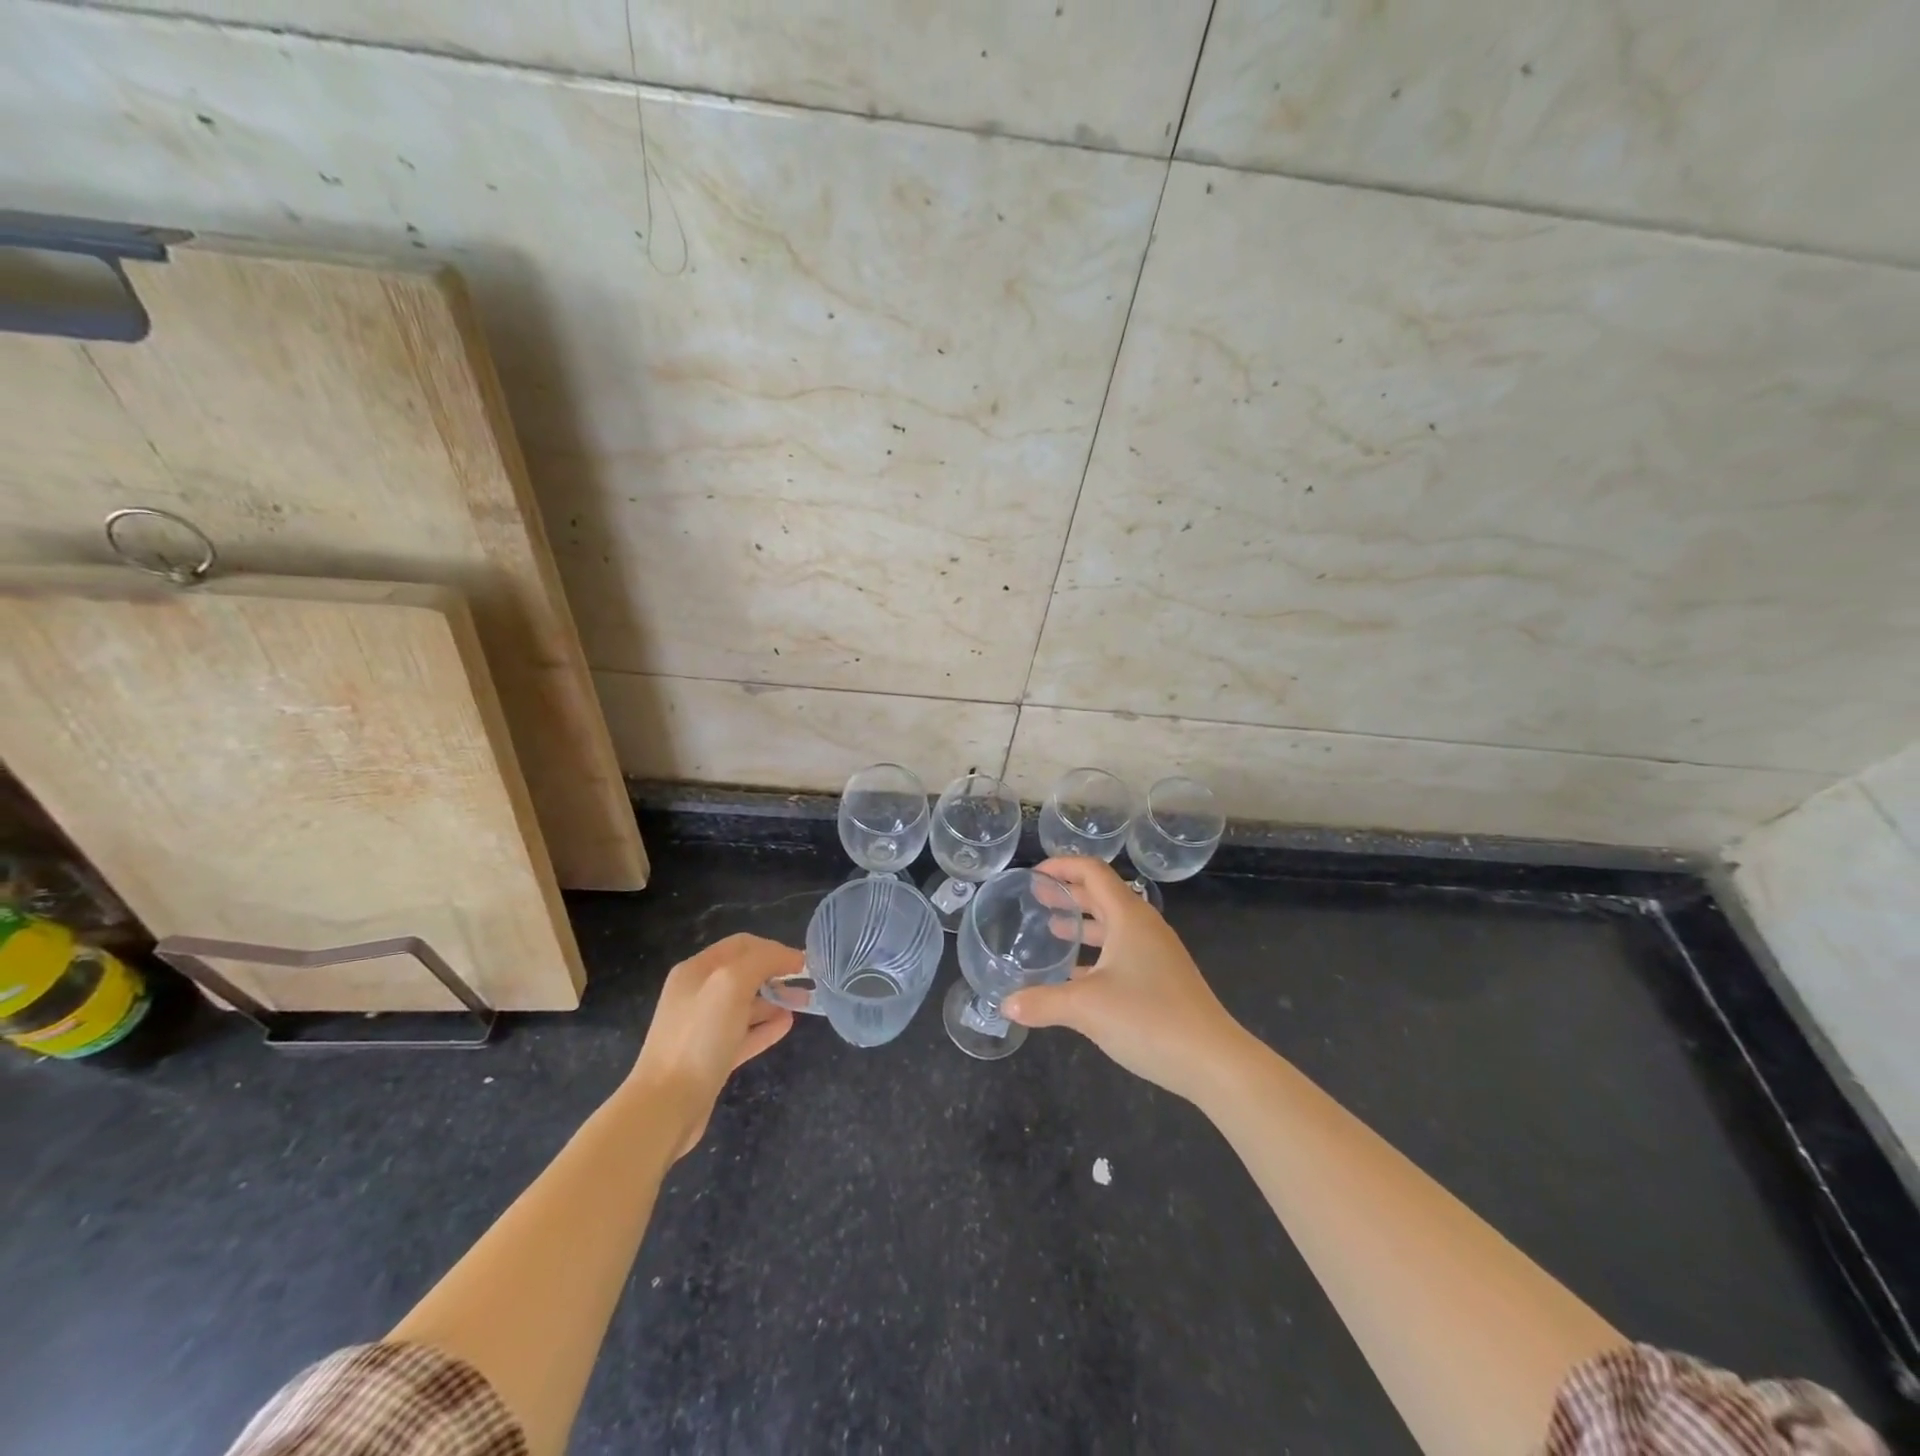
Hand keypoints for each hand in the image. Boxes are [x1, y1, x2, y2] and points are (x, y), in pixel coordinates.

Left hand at [627, 933, 797, 1155]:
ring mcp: (702, 1027)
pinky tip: (786, 1026)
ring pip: (746, 1004)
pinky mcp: (710, 1057)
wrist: (666, 1106)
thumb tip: (790, 958)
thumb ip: (763, 961)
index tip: (803, 963)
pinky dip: (766, 1027)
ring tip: (803, 1004)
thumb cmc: (699, 1038)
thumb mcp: (732, 984)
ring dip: (775, 1000)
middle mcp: (697, 994)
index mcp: (696, 970)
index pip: (742, 945)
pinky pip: (744, 1033)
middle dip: (776, 974)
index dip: (775, 949)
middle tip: (806, 983)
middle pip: (744, 973)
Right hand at [1004, 857, 1248, 1103]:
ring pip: (1114, 925)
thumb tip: (1006, 1004)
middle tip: (1036, 899)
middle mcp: (1144, 927)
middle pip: (1103, 895)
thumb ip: (1043, 1002)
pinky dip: (1097, 952)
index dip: (1063, 866)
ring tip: (1052, 929)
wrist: (1212, 1061)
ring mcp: (1157, 954)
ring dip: (1083, 923)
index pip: (1093, 872)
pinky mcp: (1162, 979)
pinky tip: (1076, 973)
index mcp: (1129, 917)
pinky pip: (1122, 951)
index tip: (1034, 876)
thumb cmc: (1149, 1018)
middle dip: (1069, 893)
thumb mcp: (1086, 1007)